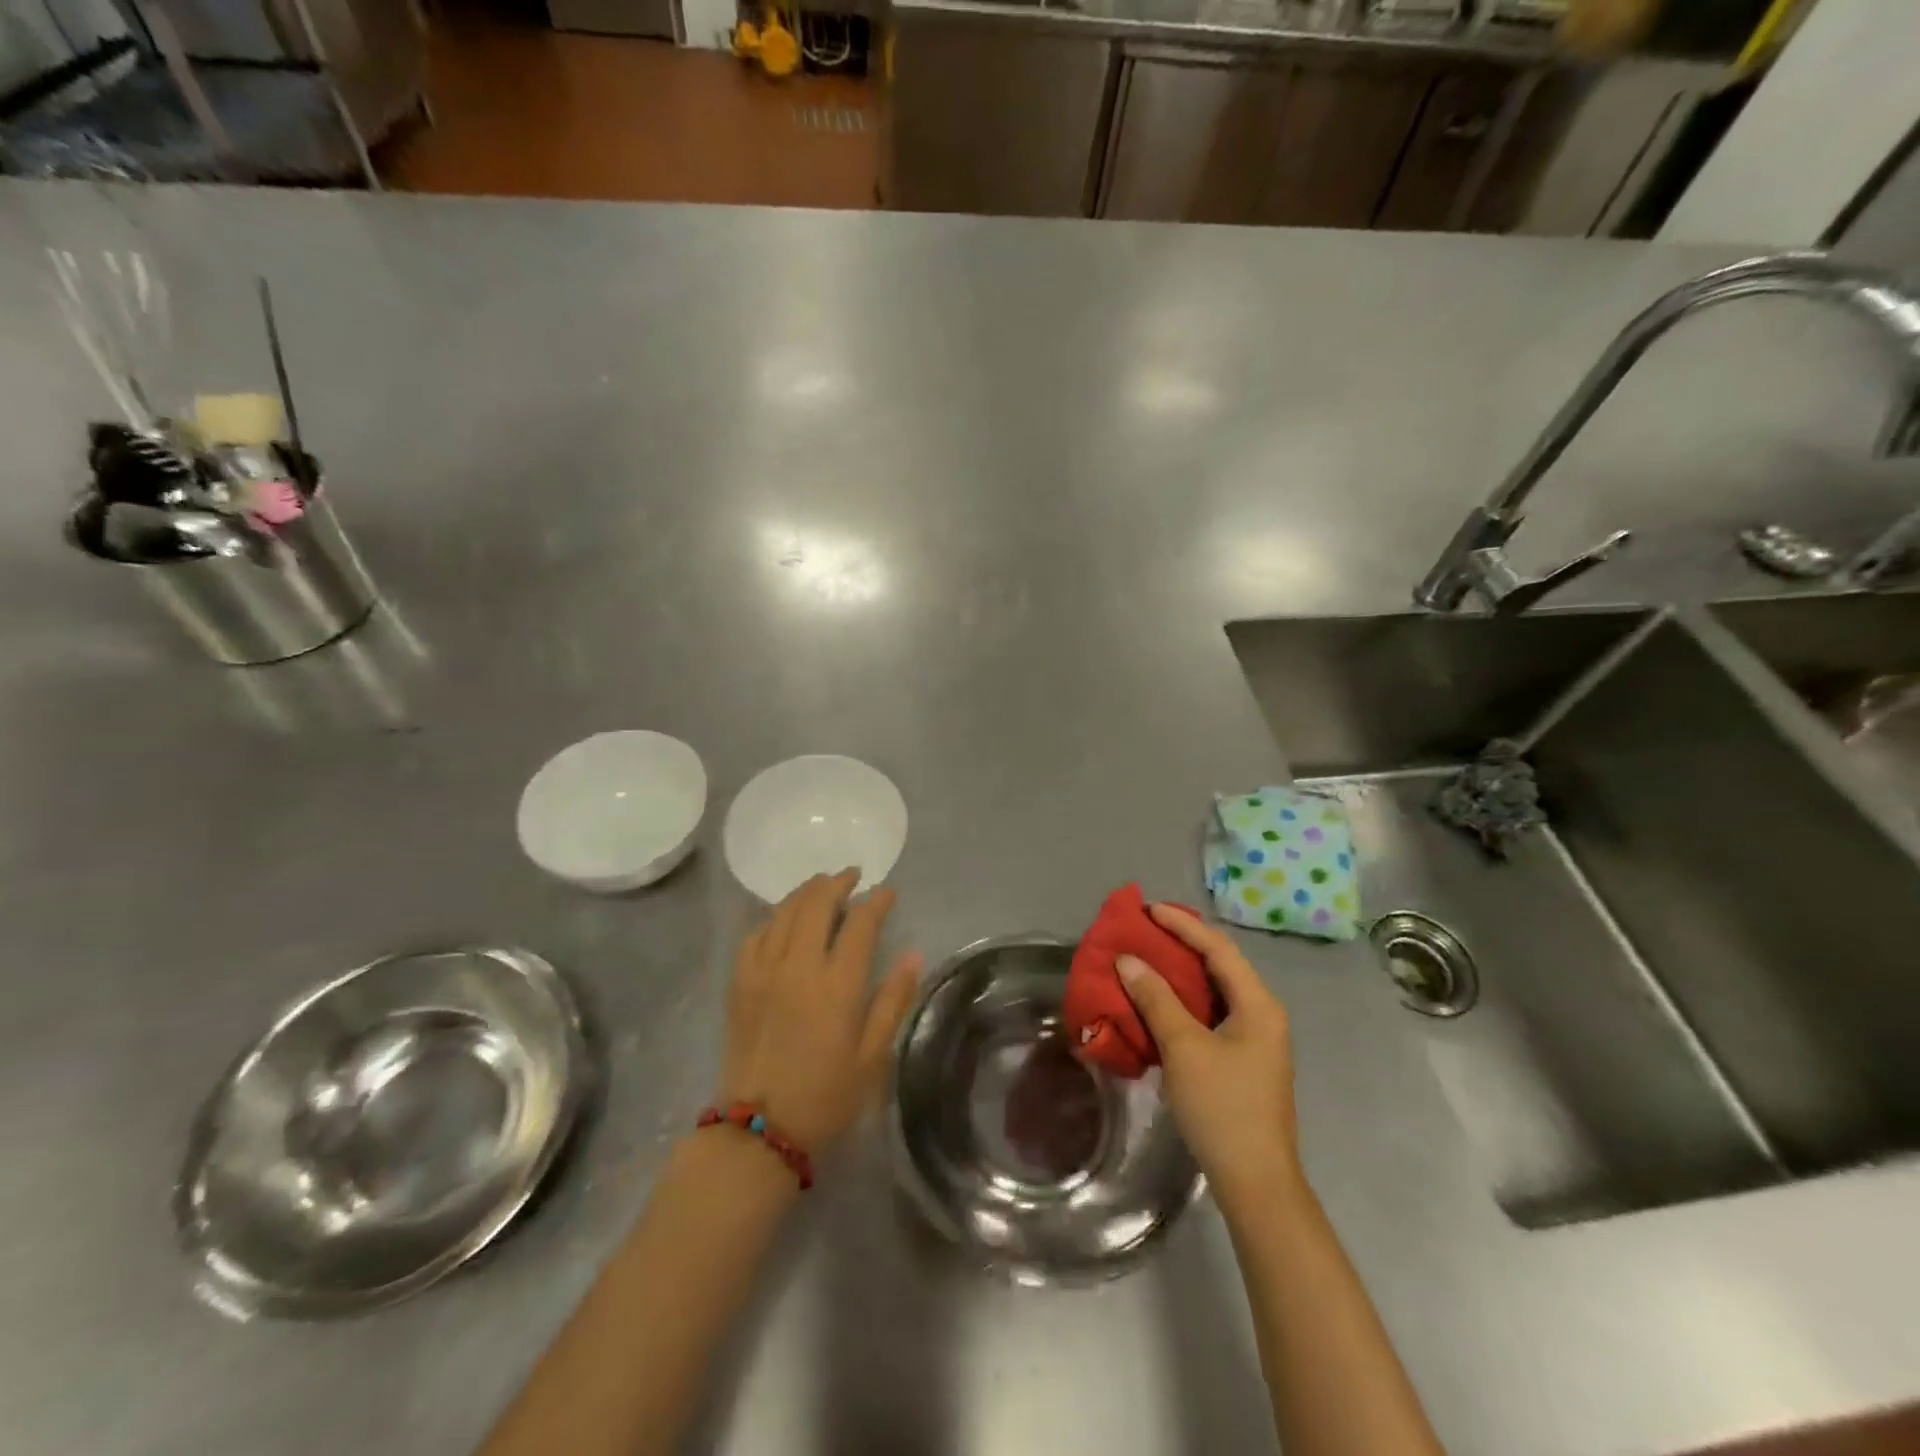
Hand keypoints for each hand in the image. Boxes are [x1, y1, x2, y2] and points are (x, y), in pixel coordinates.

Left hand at [720, 869, 922, 1152]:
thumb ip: (894, 999)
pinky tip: (784, 921)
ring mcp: (763, 971)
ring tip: (823, 887)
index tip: (888, 892)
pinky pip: (756, 934)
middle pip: (817, 903)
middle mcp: (798, 966)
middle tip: (853, 877)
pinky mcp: (739, 983)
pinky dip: (775, 918)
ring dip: (807, 892)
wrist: (759, 1130)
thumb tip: (914, 953)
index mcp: (837, 985)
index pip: (860, 923)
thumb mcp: (873, 1056)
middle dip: (838, 882)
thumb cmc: (826, 1096)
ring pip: (784, 911)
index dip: (876, 901)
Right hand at [1117, 903, 1301, 1207]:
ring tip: (1145, 958)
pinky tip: (1158, 1002)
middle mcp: (1262, 1014)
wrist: (1255, 1182)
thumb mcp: (1184, 1047)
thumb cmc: (1222, 1107)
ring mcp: (1254, 1040)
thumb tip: (1128, 961)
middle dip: (1181, 944)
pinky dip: (1183, 1001)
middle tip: (1143, 930)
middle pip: (1219, 965)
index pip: (1218, 948)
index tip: (1147, 910)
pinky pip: (1210, 1014)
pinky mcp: (1242, 1060)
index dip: (1182, 925)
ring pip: (1214, 991)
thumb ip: (1156, 999)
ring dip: (1180, 974)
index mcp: (1257, 1004)